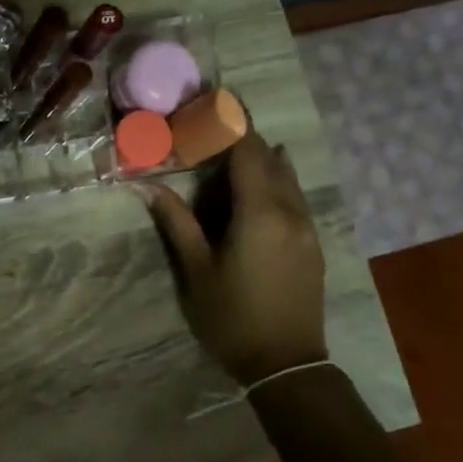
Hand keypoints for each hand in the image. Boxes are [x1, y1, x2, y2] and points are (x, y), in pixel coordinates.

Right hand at [141, 130, 327, 386]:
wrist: (286, 362)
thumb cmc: (232, 316)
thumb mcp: (196, 270)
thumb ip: (177, 223)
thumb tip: (150, 187)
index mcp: (259, 214)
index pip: (247, 153)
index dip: (232, 124)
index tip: (216, 100)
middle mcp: (289, 212)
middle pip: (270, 159)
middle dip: (245, 135)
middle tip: (218, 119)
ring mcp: (306, 228)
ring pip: (288, 176)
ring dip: (264, 155)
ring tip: (239, 140)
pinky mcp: (312, 243)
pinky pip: (295, 195)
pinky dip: (277, 177)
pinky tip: (267, 176)